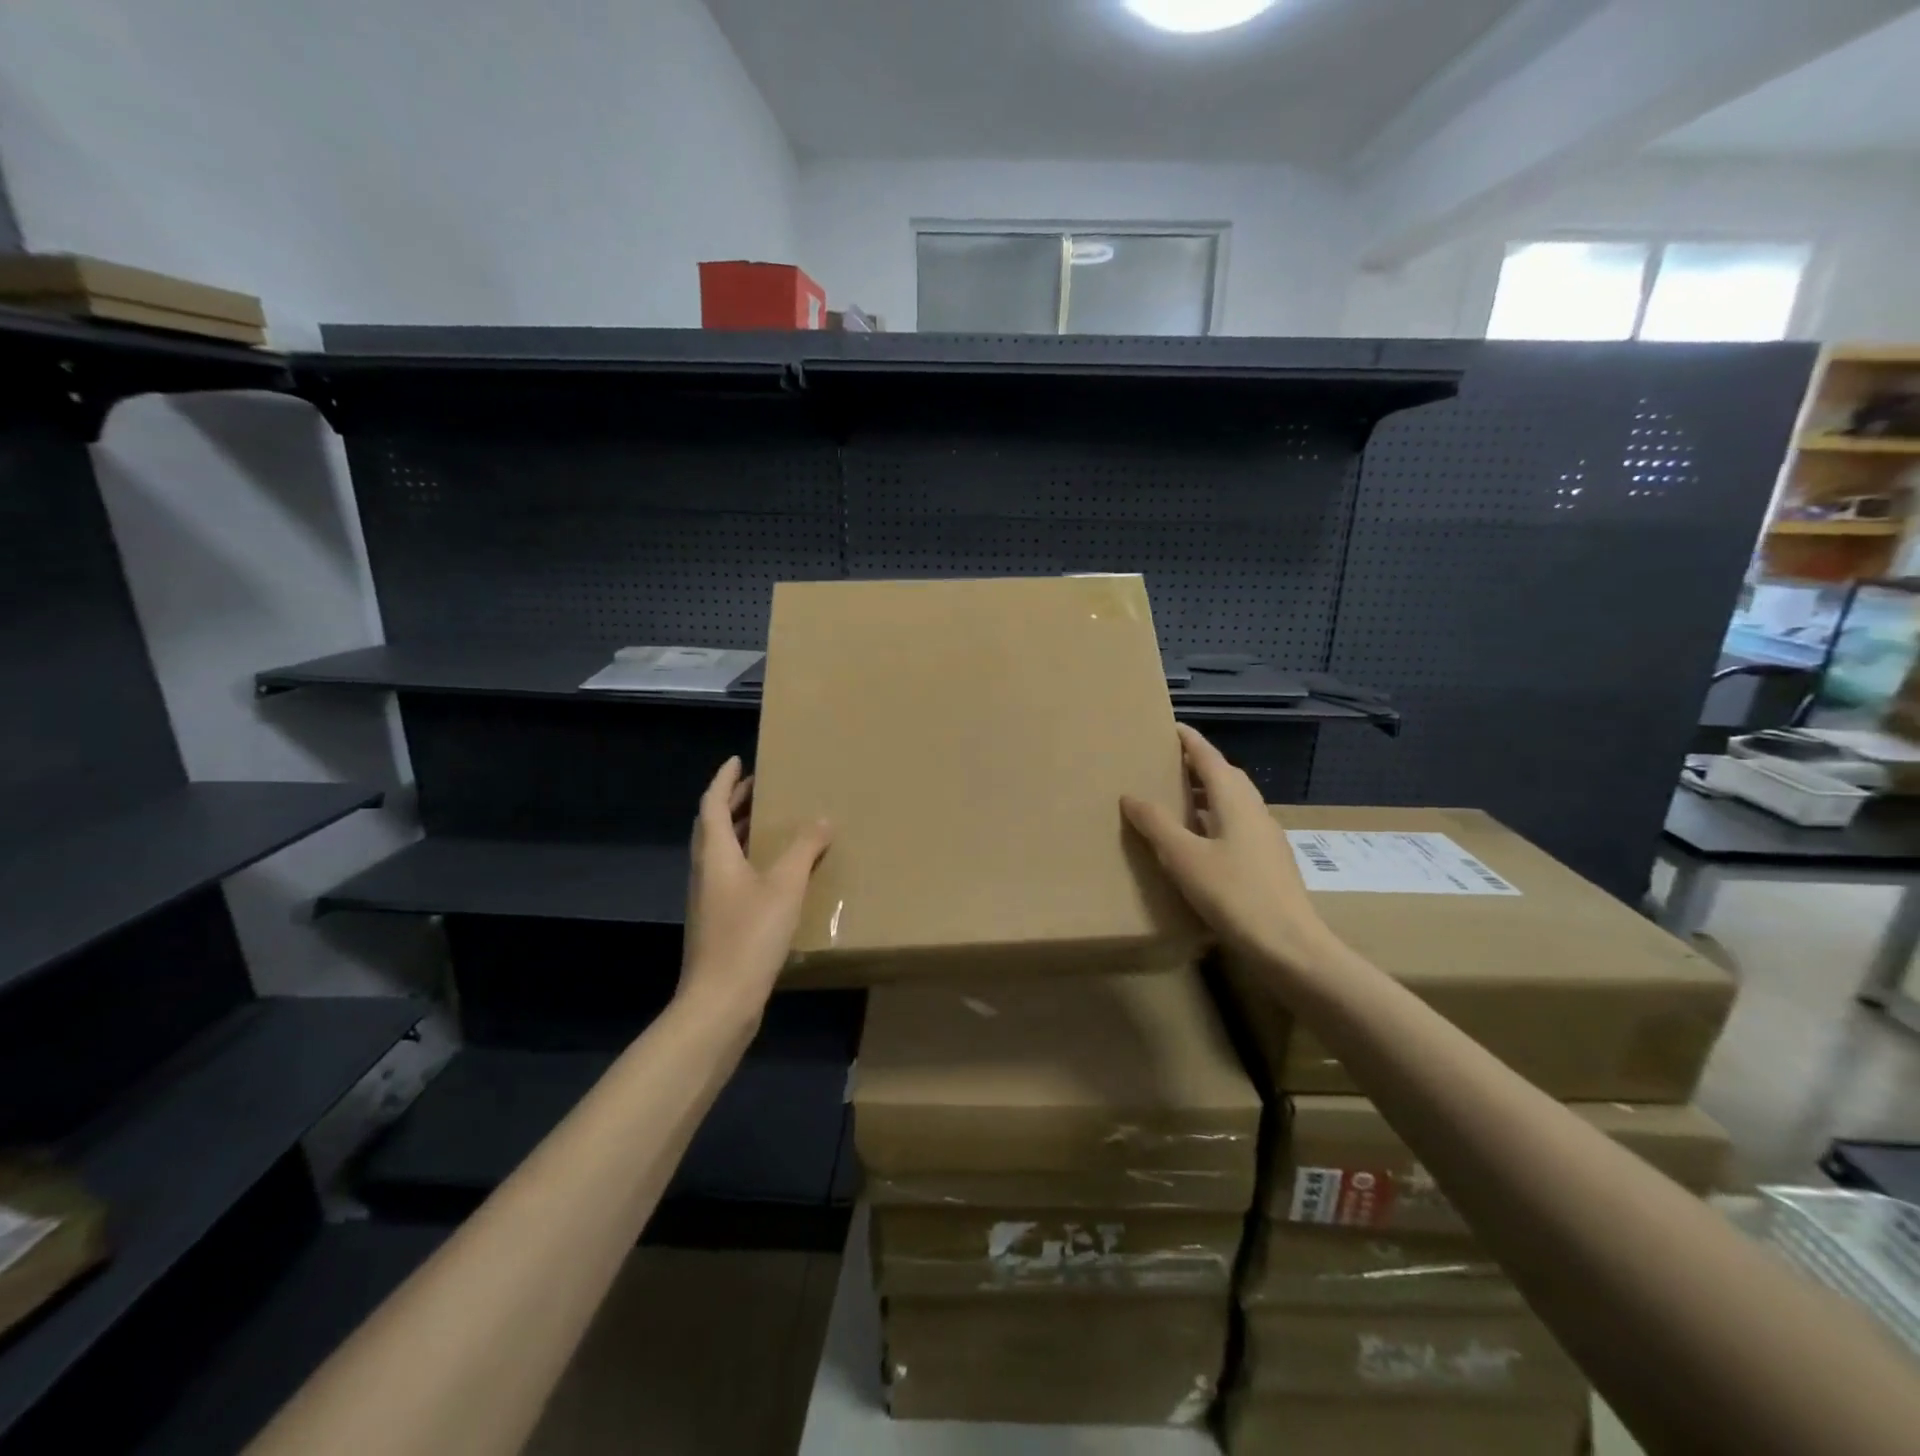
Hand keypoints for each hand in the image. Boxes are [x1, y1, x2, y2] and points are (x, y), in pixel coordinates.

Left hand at [679, 757, 831, 1019]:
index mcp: (715, 855)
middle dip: (733, 804)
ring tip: (770, 823)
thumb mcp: (785, 886)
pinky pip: (731, 877)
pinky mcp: (718, 923)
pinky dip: (749, 861)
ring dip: (740, 832)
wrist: (720, 1002)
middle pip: (712, 827)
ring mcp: (709, 900)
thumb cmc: (749, 935)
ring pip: (721, 853)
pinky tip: (774, 874)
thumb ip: (805, 849)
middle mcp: (705, 872)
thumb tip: (822, 819)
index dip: (724, 780)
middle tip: (760, 788)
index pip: (712, 804)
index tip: (738, 760)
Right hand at [1121, 724, 1339, 983]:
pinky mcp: (1269, 862)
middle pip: (1227, 776)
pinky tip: (1199, 841)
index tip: (1171, 726)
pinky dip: (1215, 819)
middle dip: (1199, 765)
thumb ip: (1156, 824)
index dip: (1190, 741)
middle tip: (1169, 763)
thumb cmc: (1235, 894)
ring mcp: (1266, 838)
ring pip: (1234, 802)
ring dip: (1208, 793)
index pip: (1210, 758)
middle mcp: (1254, 811)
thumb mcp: (1184, 858)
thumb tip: (1131, 796)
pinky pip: (1238, 825)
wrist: (1290, 946)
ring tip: (1178, 799)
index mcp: (1235, 801)